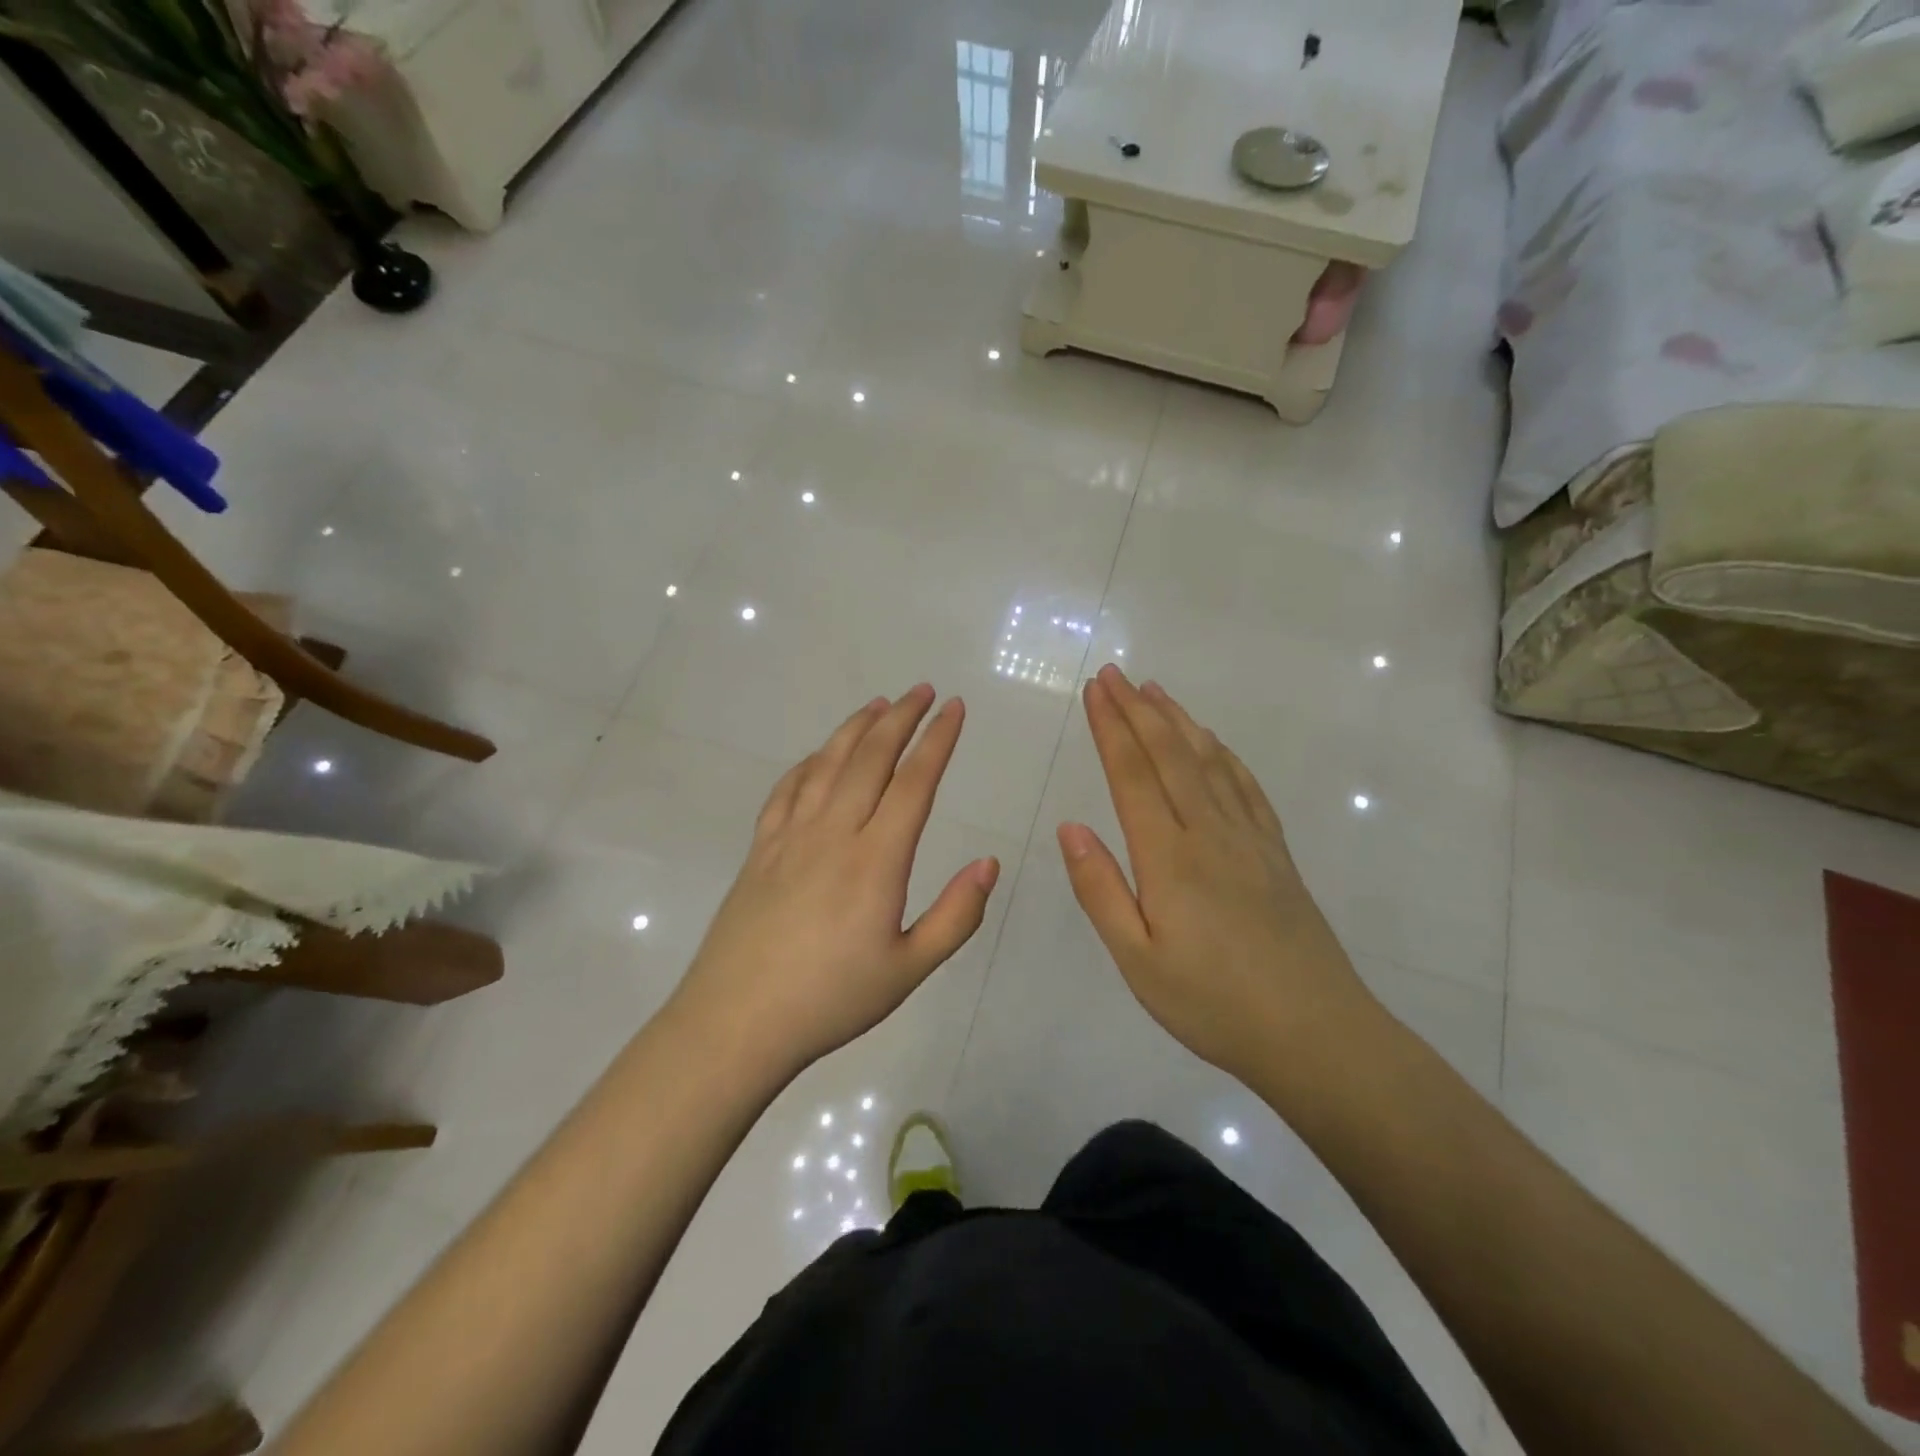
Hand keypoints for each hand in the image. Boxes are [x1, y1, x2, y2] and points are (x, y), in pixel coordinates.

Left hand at [671, 685, 999, 1075]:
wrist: (737, 1022)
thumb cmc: (831, 1000)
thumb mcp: (909, 969)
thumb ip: (956, 916)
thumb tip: (989, 863)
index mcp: (876, 860)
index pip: (914, 783)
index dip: (938, 740)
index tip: (955, 709)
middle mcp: (833, 833)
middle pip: (871, 758)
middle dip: (901, 718)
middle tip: (923, 691)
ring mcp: (790, 837)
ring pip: (827, 764)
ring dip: (856, 728)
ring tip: (878, 705)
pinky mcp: (760, 849)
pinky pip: (787, 790)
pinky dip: (808, 763)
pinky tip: (818, 756)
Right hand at [1057, 665, 1373, 1082]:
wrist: (1317, 1034)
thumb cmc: (1213, 1005)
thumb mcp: (1138, 960)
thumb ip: (1101, 890)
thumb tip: (1070, 827)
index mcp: (1170, 858)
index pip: (1133, 776)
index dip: (1111, 729)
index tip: (1095, 691)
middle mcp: (1210, 833)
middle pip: (1170, 756)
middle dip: (1138, 710)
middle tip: (1115, 673)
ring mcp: (1250, 839)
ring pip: (1209, 762)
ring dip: (1179, 721)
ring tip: (1156, 691)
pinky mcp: (1277, 853)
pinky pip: (1246, 786)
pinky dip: (1223, 754)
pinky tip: (1214, 743)